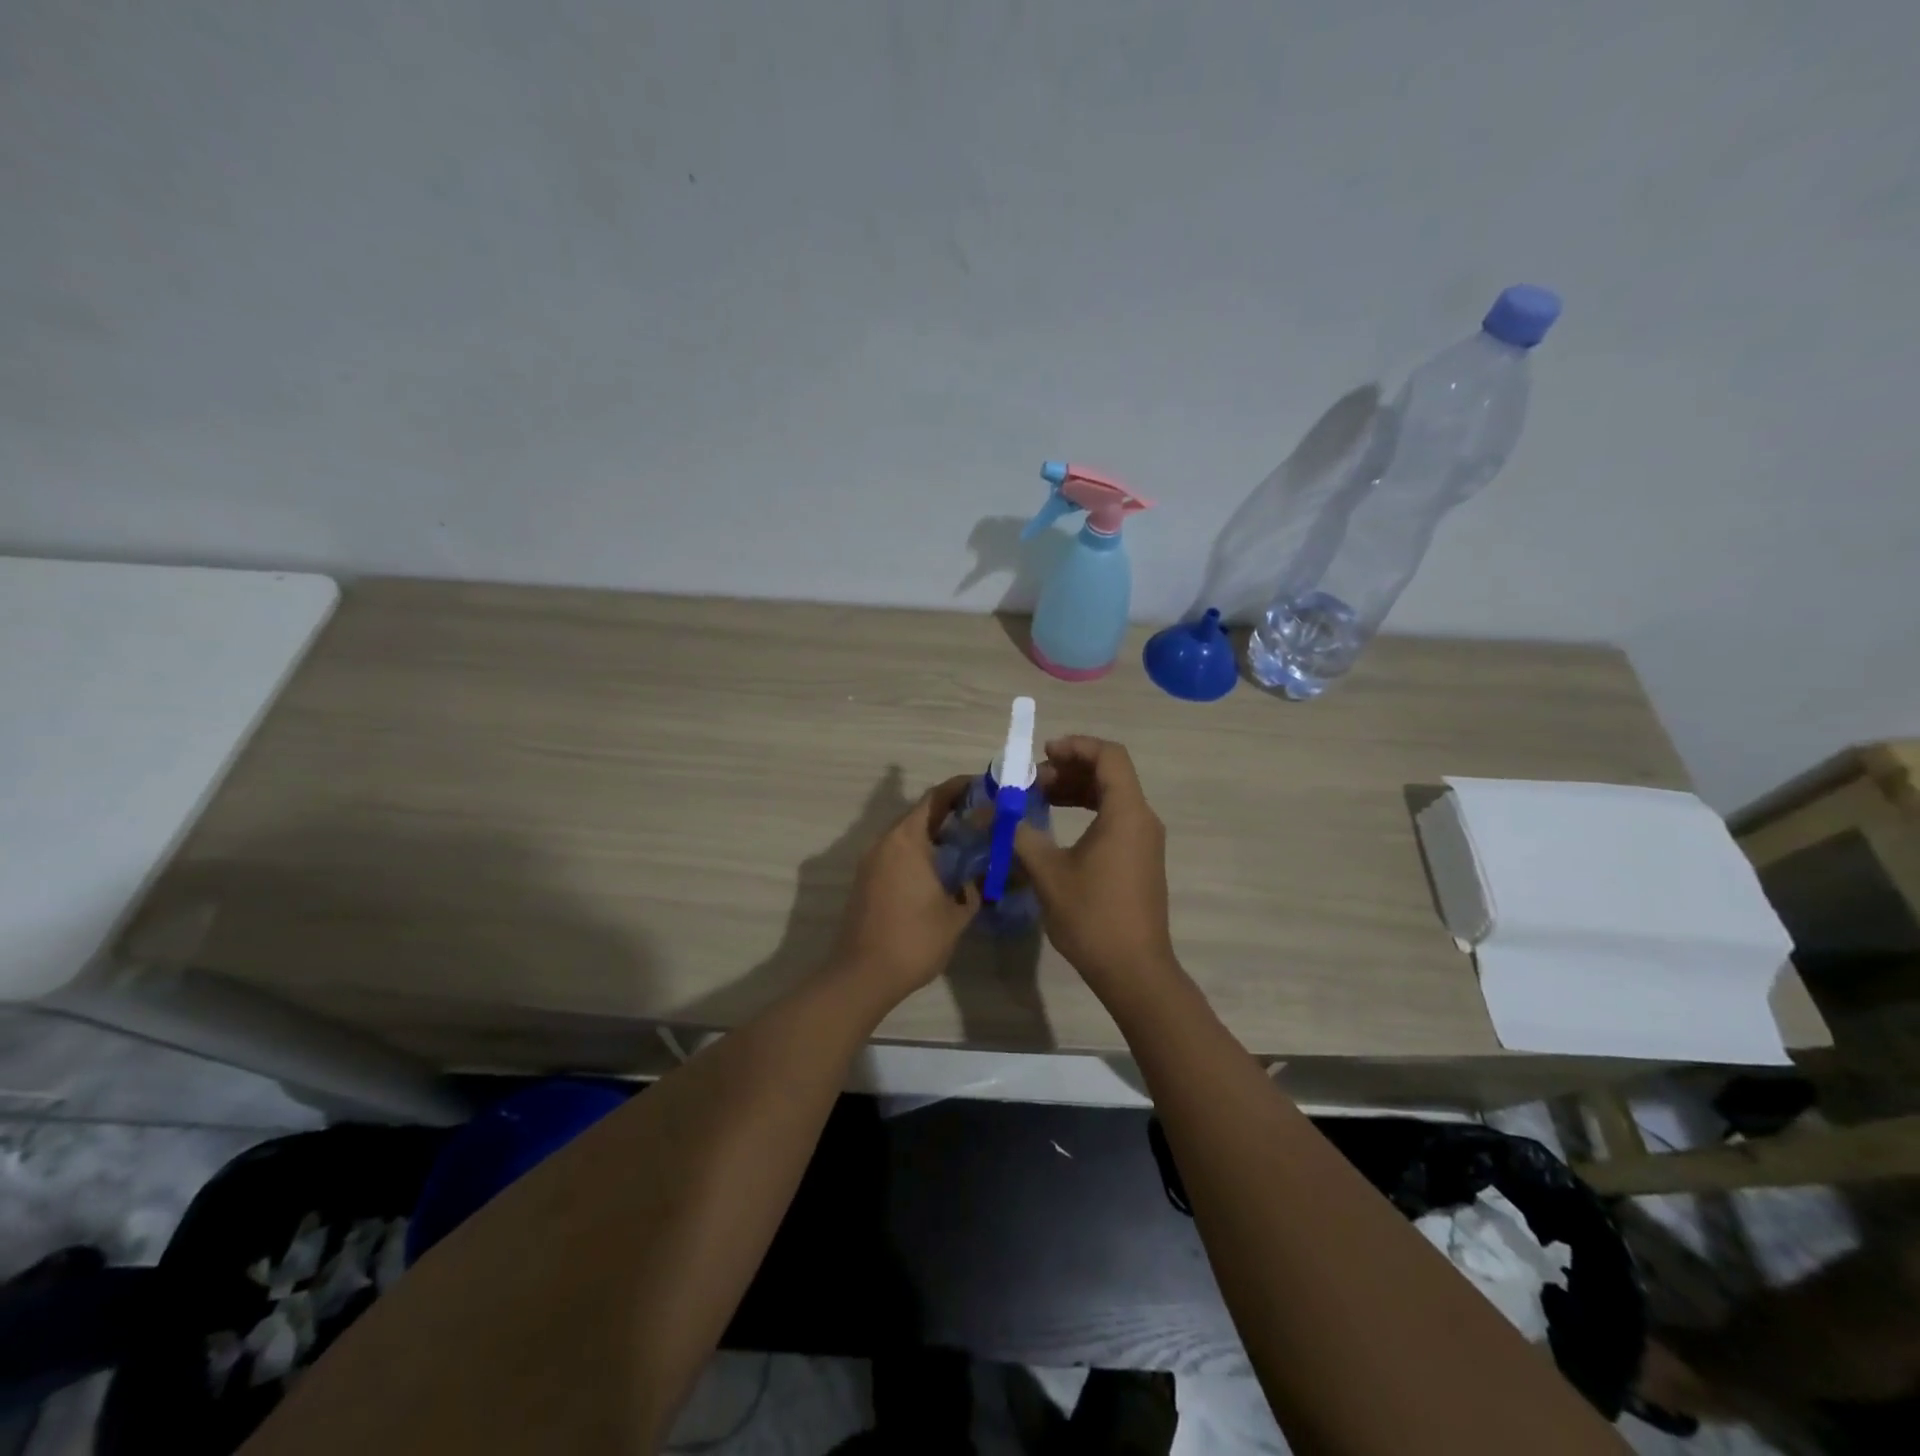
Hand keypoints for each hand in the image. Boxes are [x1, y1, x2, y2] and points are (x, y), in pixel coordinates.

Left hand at [831, 775, 980, 1003]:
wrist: (863, 975)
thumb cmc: (914, 939)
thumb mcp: (957, 914)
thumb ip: (972, 888)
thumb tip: (979, 876)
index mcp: (907, 840)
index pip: (934, 799)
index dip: (959, 788)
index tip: (983, 786)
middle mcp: (885, 843)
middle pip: (919, 815)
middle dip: (950, 813)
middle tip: (982, 818)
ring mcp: (871, 862)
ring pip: (907, 836)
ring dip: (934, 835)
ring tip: (966, 844)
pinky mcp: (866, 881)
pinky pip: (897, 855)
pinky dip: (919, 853)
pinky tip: (941, 871)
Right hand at [1013, 737, 1177, 994]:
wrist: (1134, 970)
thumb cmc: (1092, 916)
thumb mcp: (1048, 872)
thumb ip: (1018, 834)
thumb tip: (988, 813)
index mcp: (1126, 812)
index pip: (1109, 756)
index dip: (1076, 746)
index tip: (1042, 754)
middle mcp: (1142, 819)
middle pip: (1110, 773)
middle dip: (1069, 769)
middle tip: (1032, 781)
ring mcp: (1145, 840)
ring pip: (1112, 796)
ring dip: (1076, 790)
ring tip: (1040, 799)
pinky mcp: (1141, 859)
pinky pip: (1116, 818)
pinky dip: (1087, 811)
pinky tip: (1058, 827)